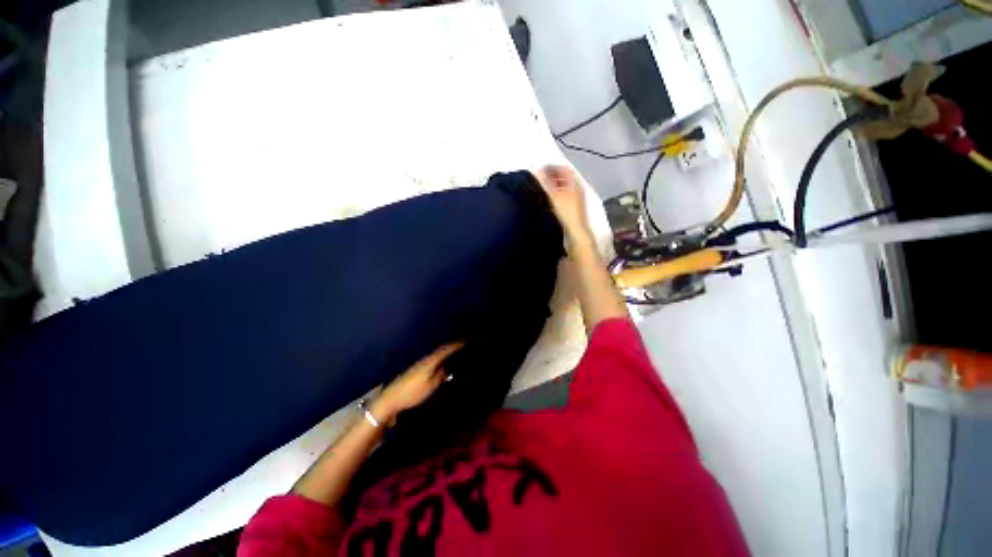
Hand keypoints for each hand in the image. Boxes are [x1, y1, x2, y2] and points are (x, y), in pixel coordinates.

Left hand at [373, 342, 463, 422]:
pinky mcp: (415, 369)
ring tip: (453, 352)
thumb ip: (440, 376)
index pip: (444, 350)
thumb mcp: (430, 386)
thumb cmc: (412, 392)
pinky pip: (431, 359)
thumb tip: (447, 367)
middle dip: (450, 347)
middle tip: (461, 345)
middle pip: (439, 350)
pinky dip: (438, 357)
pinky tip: (440, 362)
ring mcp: (419, 364)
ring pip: (435, 355)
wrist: (391, 398)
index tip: (464, 341)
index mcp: (429, 362)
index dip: (454, 346)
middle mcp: (424, 359)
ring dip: (444, 352)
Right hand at [533, 165, 594, 249]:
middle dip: (552, 176)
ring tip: (542, 188)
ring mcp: (576, 198)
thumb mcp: (554, 195)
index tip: (542, 169)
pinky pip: (563, 195)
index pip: (564, 168)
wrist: (575, 230)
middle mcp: (577, 188)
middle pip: (564, 177)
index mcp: (575, 183)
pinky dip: (555, 194)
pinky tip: (548, 199)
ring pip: (563, 187)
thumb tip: (538, 171)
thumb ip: (546, 183)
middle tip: (540, 178)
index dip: (552, 167)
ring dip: (553, 185)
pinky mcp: (573, 207)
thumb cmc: (566, 212)